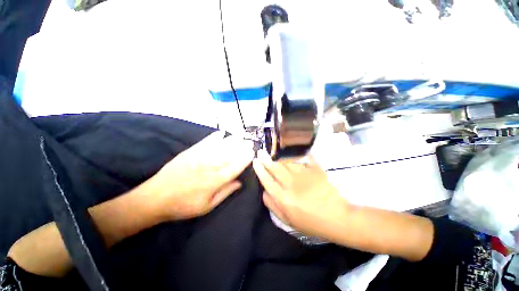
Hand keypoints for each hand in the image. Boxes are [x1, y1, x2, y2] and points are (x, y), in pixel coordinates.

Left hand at [151, 131, 253, 219]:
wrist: (155, 198)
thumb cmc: (183, 206)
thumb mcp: (207, 206)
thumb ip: (225, 193)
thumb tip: (239, 182)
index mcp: (215, 180)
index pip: (236, 166)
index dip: (245, 159)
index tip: (252, 152)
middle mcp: (210, 166)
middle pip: (230, 154)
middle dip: (242, 147)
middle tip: (250, 142)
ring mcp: (200, 157)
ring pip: (221, 146)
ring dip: (232, 140)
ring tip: (241, 135)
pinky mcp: (190, 152)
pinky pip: (206, 142)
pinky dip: (215, 137)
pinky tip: (221, 133)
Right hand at [252, 151, 350, 240]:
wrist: (338, 218)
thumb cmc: (312, 222)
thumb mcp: (289, 221)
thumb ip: (273, 206)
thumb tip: (264, 192)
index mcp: (283, 198)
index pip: (267, 180)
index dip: (259, 170)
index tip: (255, 161)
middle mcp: (291, 184)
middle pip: (275, 168)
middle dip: (266, 159)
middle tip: (260, 151)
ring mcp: (303, 176)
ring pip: (287, 163)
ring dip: (279, 158)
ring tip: (274, 154)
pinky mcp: (314, 171)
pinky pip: (302, 161)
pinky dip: (295, 157)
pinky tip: (291, 154)